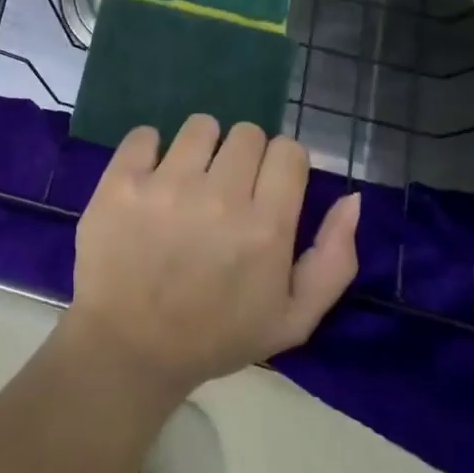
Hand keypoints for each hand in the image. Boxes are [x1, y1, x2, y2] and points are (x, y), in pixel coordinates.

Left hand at [65, 116, 360, 400]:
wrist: (130, 347)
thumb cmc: (215, 336)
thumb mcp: (293, 319)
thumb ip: (333, 259)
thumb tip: (352, 199)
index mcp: (265, 228)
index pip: (288, 151)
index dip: (282, 164)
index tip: (267, 185)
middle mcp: (218, 196)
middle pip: (247, 133)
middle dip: (243, 156)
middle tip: (226, 188)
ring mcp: (165, 184)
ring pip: (200, 126)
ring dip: (200, 147)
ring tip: (188, 180)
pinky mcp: (121, 180)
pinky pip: (144, 134)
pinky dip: (149, 149)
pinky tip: (149, 178)